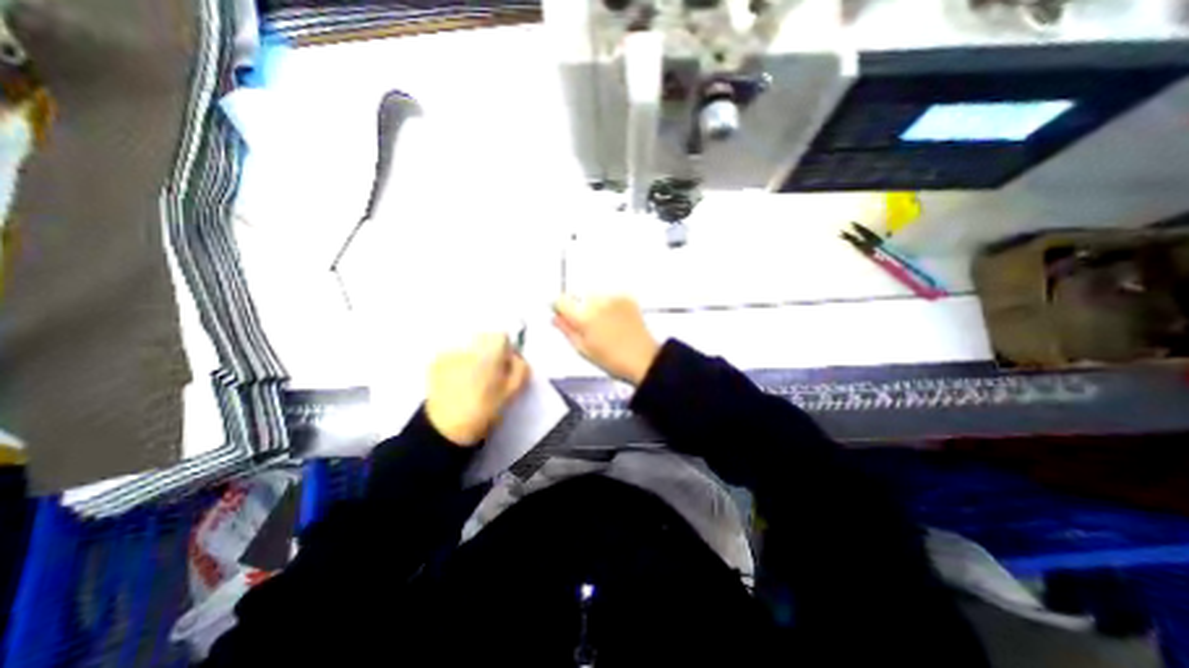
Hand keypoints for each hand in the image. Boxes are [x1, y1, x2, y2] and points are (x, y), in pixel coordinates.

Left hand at [422, 332, 524, 444]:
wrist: (448, 428)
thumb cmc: (486, 409)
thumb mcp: (513, 391)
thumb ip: (520, 368)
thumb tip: (516, 357)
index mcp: (489, 352)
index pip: (502, 336)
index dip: (507, 350)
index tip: (506, 366)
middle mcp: (468, 346)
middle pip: (485, 339)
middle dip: (490, 352)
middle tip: (491, 374)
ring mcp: (449, 353)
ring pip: (470, 348)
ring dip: (474, 358)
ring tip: (473, 380)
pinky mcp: (436, 362)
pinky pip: (455, 356)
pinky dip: (459, 364)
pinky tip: (459, 382)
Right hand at [555, 296, 659, 384]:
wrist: (643, 359)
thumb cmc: (613, 360)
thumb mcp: (583, 349)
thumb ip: (566, 330)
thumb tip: (556, 317)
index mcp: (584, 317)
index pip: (560, 300)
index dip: (560, 309)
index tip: (563, 315)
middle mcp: (598, 302)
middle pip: (578, 297)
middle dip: (579, 308)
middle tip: (589, 327)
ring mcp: (614, 298)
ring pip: (594, 295)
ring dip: (594, 305)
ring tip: (605, 325)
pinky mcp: (627, 297)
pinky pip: (610, 296)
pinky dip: (609, 305)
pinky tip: (616, 320)